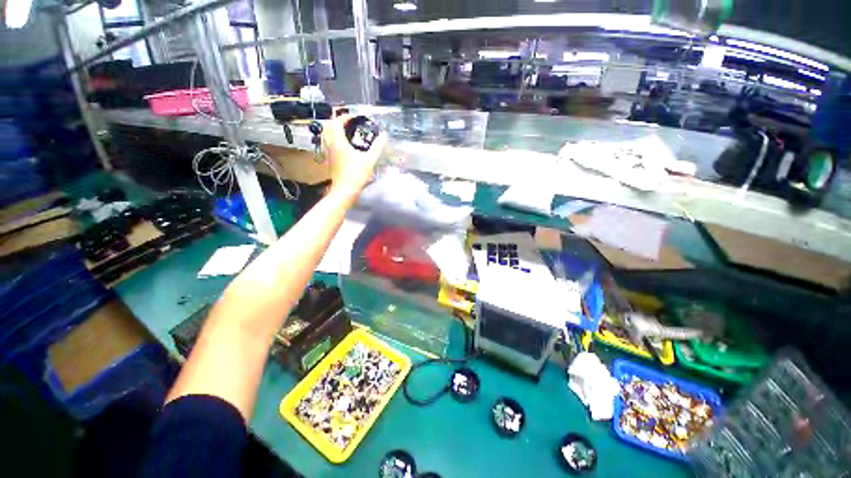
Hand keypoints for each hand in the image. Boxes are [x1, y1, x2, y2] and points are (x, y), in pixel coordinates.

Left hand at [323, 115, 387, 197]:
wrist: (345, 191)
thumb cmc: (356, 174)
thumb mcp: (369, 160)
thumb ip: (377, 147)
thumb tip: (384, 135)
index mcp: (338, 141)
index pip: (337, 122)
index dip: (345, 116)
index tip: (354, 117)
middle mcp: (330, 145)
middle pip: (329, 127)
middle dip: (338, 122)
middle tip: (349, 124)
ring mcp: (329, 154)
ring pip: (327, 137)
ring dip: (335, 131)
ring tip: (347, 134)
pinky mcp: (330, 161)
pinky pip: (330, 145)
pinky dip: (336, 141)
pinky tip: (346, 147)